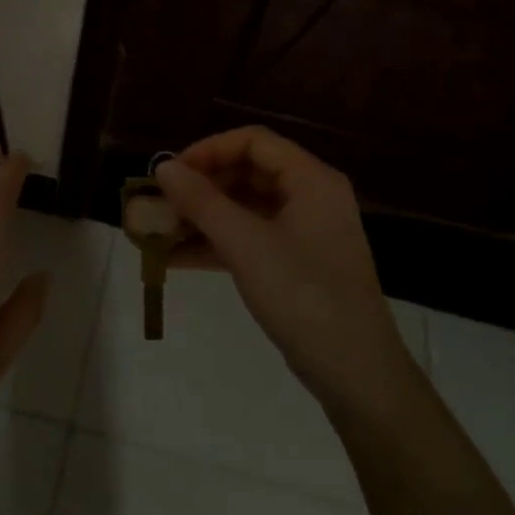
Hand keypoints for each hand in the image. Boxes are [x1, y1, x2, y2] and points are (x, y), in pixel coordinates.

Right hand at [155, 127, 410, 411]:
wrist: (355, 373)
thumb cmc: (303, 296)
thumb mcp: (246, 245)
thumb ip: (202, 202)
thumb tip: (163, 167)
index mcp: (311, 180)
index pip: (254, 141)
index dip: (209, 150)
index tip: (171, 174)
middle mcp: (310, 197)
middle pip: (247, 172)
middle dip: (201, 186)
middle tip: (161, 204)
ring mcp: (303, 232)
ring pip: (244, 208)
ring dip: (202, 217)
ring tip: (158, 231)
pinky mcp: (294, 263)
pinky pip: (249, 238)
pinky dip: (215, 244)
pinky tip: (174, 258)